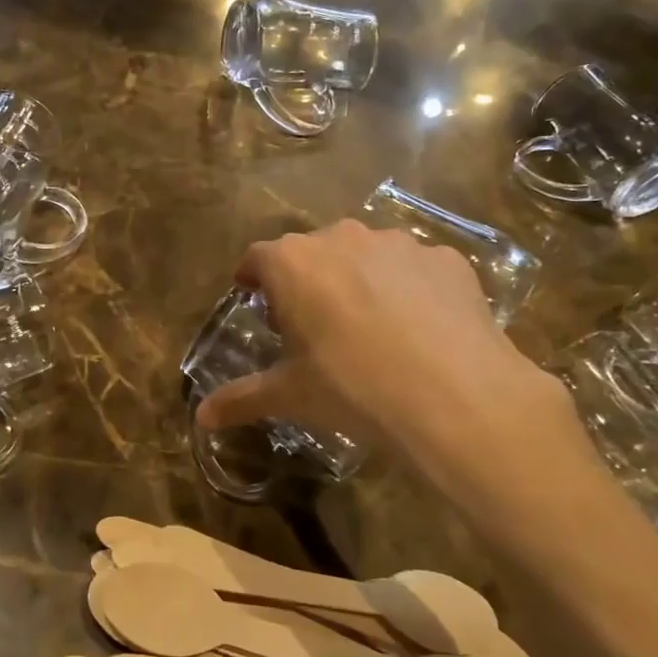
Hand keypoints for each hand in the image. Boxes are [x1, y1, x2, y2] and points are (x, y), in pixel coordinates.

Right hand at [195, 221, 586, 475]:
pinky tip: (421, 329)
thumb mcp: (291, 396)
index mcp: (294, 264)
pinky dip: (410, 289)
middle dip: (306, 280)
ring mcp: (400, 244)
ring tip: (371, 326)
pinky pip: (415, 269)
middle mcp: (343, 238)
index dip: (253, 278)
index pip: (257, 258)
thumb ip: (241, 399)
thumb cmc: (353, 389)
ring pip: (366, 255)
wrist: (456, 396)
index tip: (254, 298)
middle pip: (312, 251)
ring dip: (359, 279)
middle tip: (313, 323)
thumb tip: (201, 418)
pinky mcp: (447, 259)